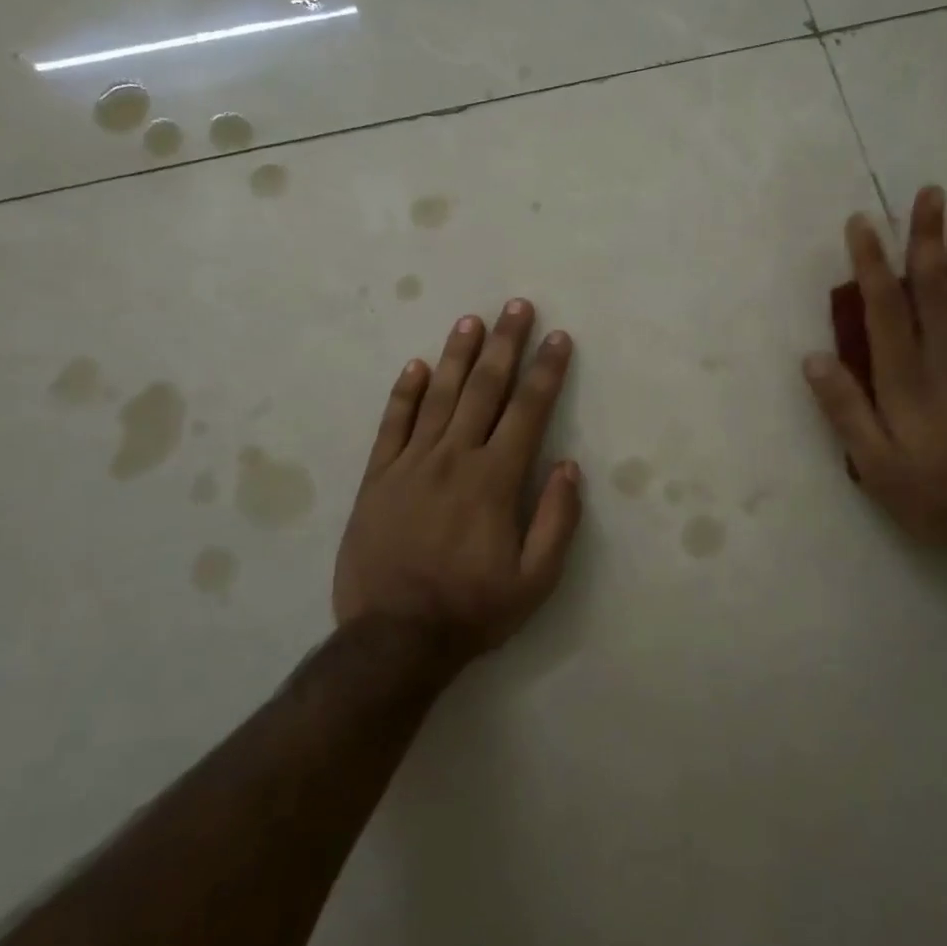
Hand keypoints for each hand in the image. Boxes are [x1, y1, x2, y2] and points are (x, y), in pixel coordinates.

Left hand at [334, 299, 580, 654]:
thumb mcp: (535, 581)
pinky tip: (416, 366)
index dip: (545, 370)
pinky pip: (392, 424)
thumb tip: (568, 466)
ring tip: (472, 321)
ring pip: (439, 396)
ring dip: (458, 355)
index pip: (527, 410)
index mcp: (494, 479)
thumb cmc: (472, 609)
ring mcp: (411, 464)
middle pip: (485, 389)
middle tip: (517, 306)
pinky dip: (404, 392)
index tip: (557, 338)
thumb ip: (557, 520)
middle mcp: (454, 458)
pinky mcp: (378, 478)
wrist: (393, 639)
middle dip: (506, 344)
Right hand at [803, 185, 946, 558]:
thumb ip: (845, 409)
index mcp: (905, 380)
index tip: (862, 224)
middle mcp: (946, 361)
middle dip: (927, 239)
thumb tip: (813, 357)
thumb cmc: (935, 497)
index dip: (872, 263)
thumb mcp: (874, 465)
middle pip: (934, 289)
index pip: (884, 308)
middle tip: (928, 193)